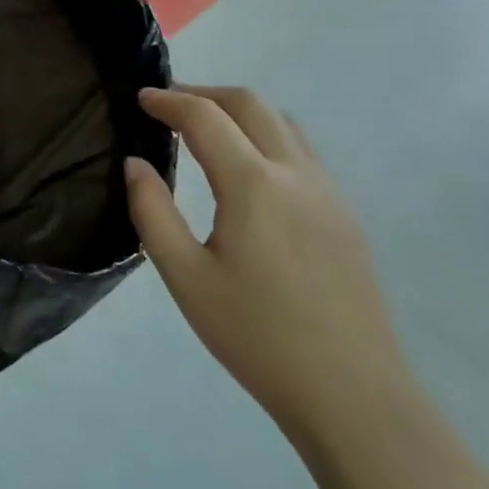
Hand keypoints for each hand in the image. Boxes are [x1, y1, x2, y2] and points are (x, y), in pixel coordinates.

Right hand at [125, 87, 411, 445]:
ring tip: (207, 130)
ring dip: (240, 111)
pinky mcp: (345, 214)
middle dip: (204, 93)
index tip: (141, 98)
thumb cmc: (257, 337)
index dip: (169, 101)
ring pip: (282, 122)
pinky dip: (267, 135)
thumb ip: (152, 212)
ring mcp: (329, 191)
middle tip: (169, 107)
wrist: (352, 394)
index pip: (205, 117)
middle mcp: (296, 173)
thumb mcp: (186, 278)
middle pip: (250, 103)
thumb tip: (135, 164)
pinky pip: (302, 150)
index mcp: (254, 184)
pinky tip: (250, 170)